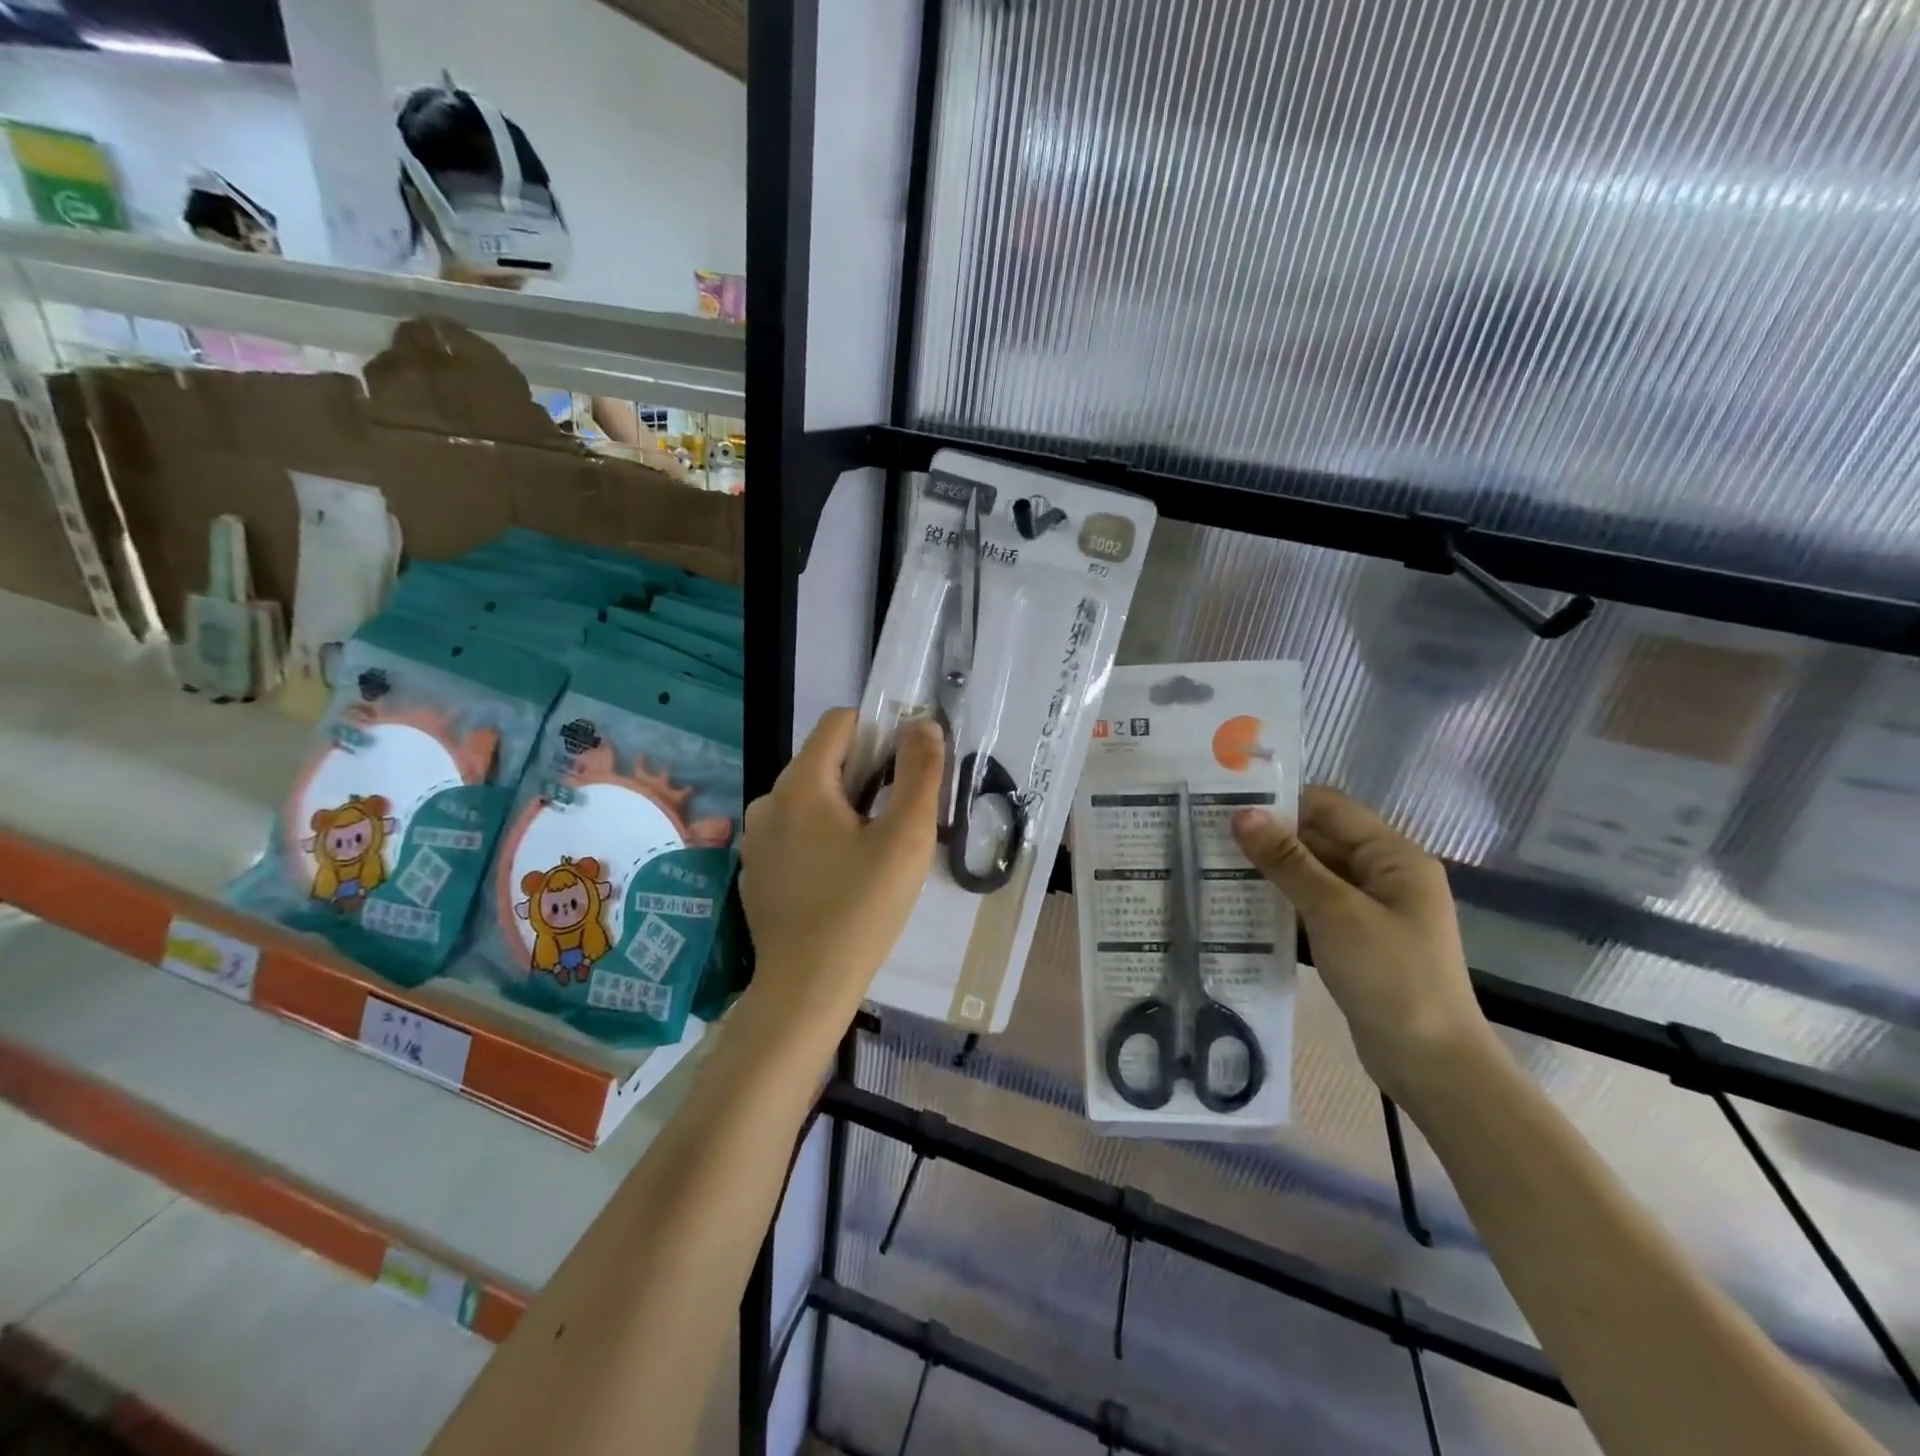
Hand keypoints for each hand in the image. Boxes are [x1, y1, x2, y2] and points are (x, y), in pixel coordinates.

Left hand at [737, 708, 943, 1029]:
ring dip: (844, 808)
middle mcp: (769, 799)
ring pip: (810, 797)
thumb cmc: (862, 908)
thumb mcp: (907, 838)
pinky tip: (840, 878)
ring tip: (871, 854)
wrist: (805, 988)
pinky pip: (794, 829)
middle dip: (866, 776)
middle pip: (825, 760)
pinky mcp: (754, 867)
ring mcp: (755, 836)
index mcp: (801, 783)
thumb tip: (923, 725)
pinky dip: (820, 836)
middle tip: (896, 821)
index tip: (905, 771)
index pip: (840, 721)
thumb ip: (920, 773)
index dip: (879, 732)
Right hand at [1231, 787, 1494, 1105]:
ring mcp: (1372, 910)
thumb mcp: (1334, 911)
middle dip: (1270, 837)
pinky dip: (1284, 902)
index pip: (1330, 808)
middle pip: (1320, 839)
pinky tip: (1242, 905)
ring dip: (1272, 871)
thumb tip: (1242, 814)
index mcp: (1394, 856)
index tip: (1227, 805)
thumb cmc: (1390, 976)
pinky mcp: (1358, 940)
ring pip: (1314, 874)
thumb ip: (1287, 861)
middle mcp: (1386, 875)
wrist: (1431, 1064)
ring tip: (1216, 866)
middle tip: (1210, 837)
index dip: (1281, 803)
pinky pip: (1315, 906)